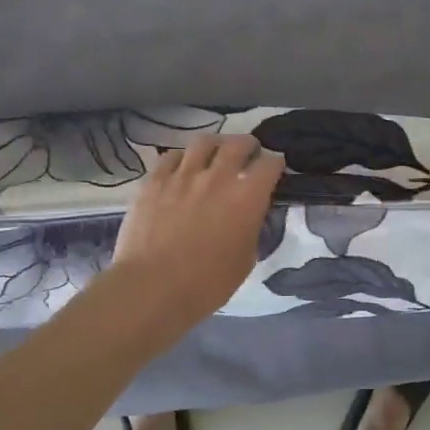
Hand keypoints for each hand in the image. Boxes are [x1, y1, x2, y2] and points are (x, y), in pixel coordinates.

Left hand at [107, 135, 285, 330]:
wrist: (153, 287)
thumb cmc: (207, 283)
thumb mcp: (246, 259)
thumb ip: (251, 229)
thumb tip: (249, 216)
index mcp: (247, 197)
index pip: (270, 165)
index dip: (276, 165)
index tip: (275, 170)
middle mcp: (218, 177)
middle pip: (239, 144)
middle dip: (249, 145)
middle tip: (249, 153)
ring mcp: (183, 175)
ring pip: (204, 142)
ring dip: (216, 145)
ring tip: (215, 153)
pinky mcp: (154, 181)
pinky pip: (172, 157)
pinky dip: (183, 158)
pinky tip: (183, 167)